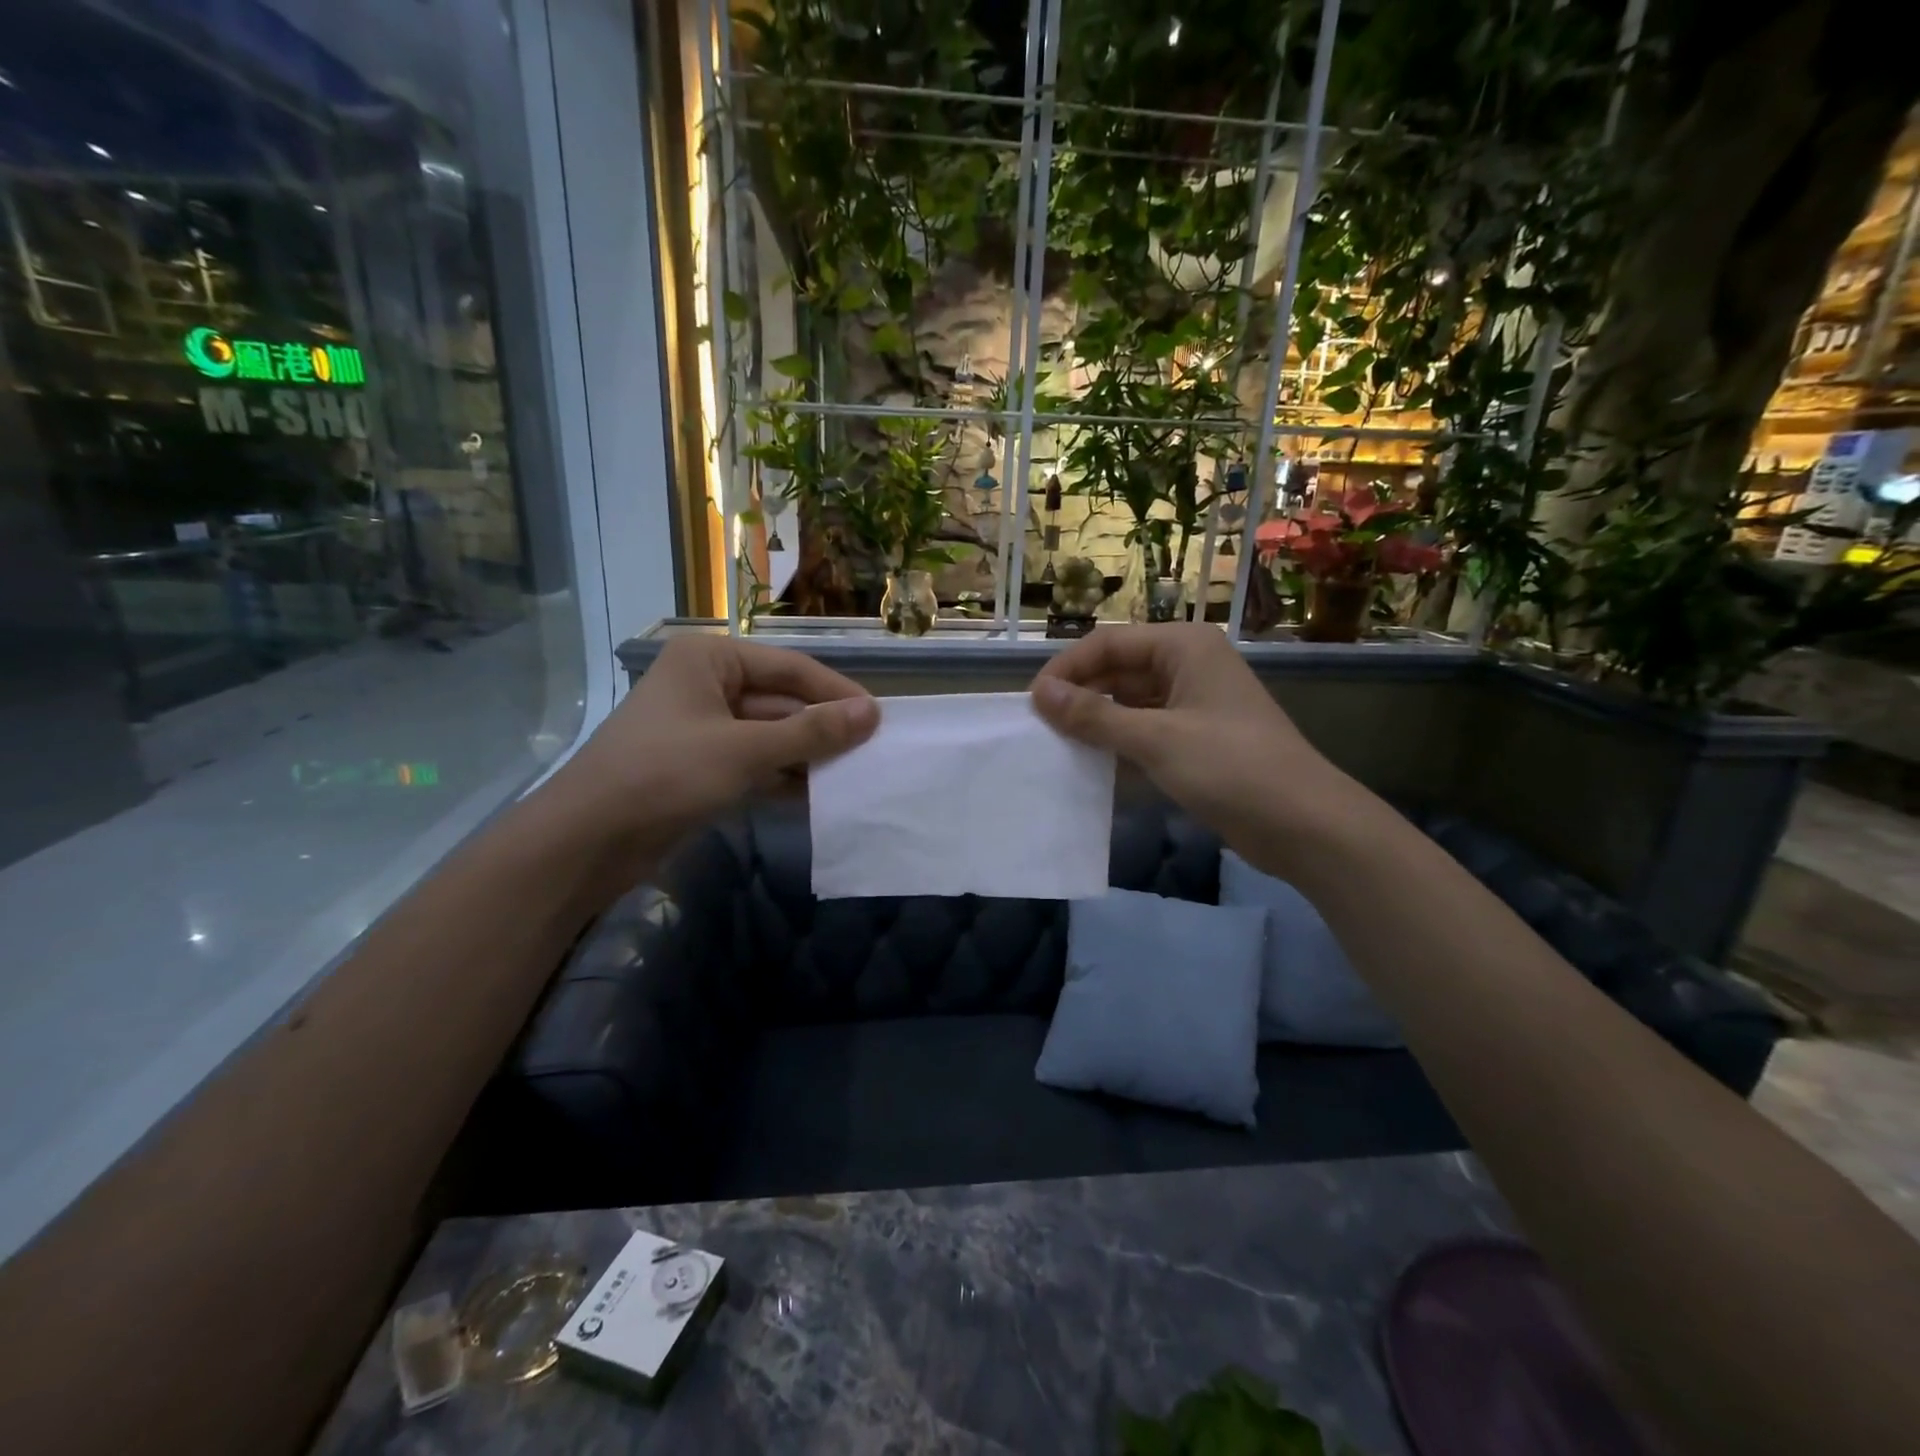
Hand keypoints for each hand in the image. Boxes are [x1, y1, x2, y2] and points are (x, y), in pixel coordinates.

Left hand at [548, 636, 877, 861]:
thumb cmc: (665, 775)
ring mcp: (703, 728)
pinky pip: (755, 764)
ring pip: (771, 736)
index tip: (879, 719)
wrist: (586, 842)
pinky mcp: (701, 767)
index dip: (836, 694)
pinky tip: (820, 797)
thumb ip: (811, 732)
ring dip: (808, 757)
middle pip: (782, 702)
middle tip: (873, 753)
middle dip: (823, 729)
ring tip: (856, 776)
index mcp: (711, 659)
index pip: (791, 669)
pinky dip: (783, 778)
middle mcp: (708, 685)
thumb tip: (871, 713)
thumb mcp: (745, 751)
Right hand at [1030, 623, 1359, 862]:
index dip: (1067, 670)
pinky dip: (1119, 742)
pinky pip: (1145, 728)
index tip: (1032, 704)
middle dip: (1080, 695)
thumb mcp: (1155, 739)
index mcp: (1184, 646)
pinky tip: (1092, 763)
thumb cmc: (1230, 767)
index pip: (1108, 644)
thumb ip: (1094, 715)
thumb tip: (1039, 694)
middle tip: (1041, 728)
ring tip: (1058, 746)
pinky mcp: (1196, 738)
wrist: (1304, 824)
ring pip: (1129, 701)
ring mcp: (1194, 702)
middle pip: (1118, 669)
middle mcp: (1188, 665)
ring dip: (1097, 721)